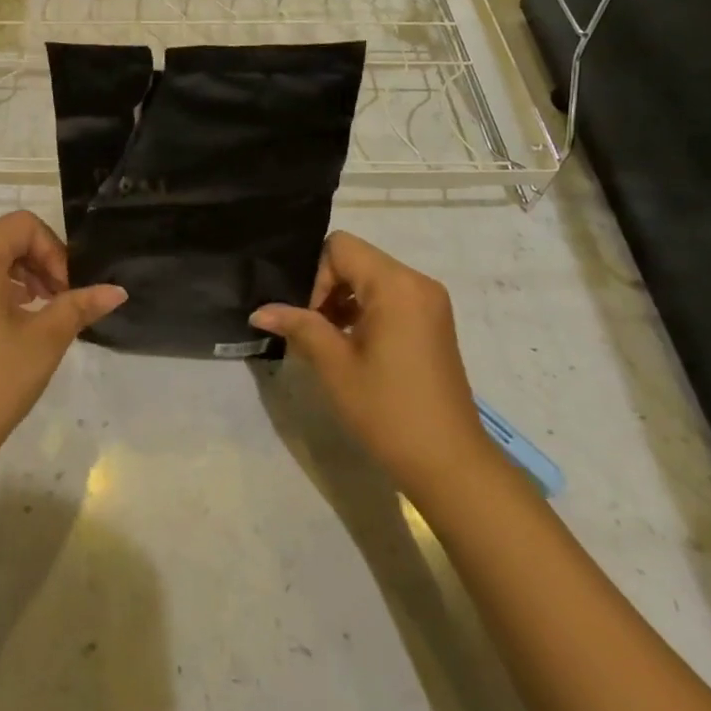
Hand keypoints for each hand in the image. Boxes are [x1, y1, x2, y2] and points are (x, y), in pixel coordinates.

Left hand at [0, 211, 125, 472]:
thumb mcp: (44, 340)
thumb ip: (80, 306)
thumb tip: (118, 290)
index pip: (23, 225)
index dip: (54, 250)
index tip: (67, 291)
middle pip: (7, 239)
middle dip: (42, 263)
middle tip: (63, 302)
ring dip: (25, 278)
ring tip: (45, 316)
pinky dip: (3, 293)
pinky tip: (19, 329)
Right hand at [251, 232, 490, 488]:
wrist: (449, 463)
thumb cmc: (388, 410)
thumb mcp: (334, 365)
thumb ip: (298, 326)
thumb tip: (260, 311)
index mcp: (396, 285)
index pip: (339, 248)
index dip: (315, 275)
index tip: (307, 317)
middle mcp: (417, 282)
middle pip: (356, 260)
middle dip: (326, 288)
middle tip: (309, 330)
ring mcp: (429, 302)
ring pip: (370, 279)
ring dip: (342, 301)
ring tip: (326, 341)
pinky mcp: (432, 322)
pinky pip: (389, 297)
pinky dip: (364, 311)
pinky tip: (350, 347)